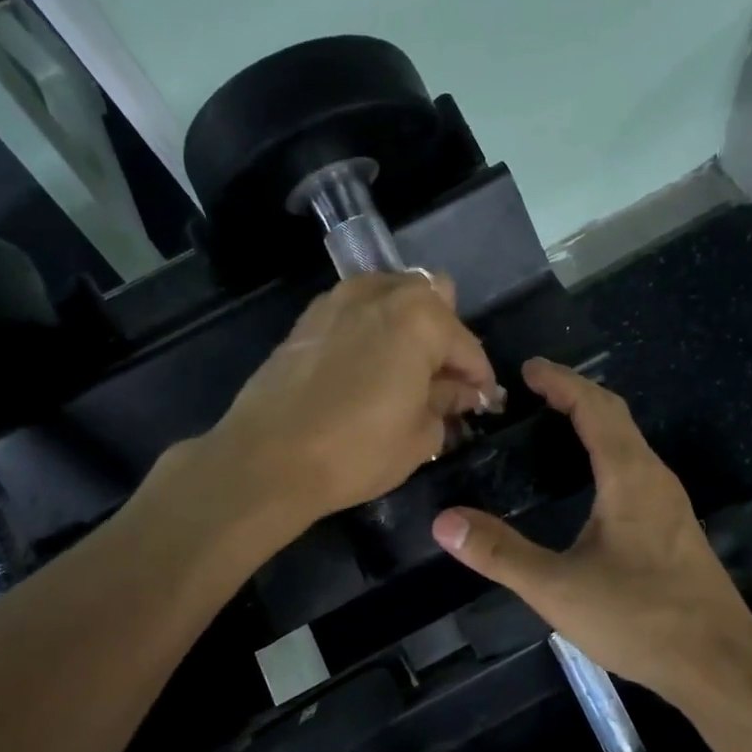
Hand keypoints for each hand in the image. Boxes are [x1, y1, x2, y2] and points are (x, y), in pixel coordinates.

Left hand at [207, 271, 499, 529]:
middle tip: (443, 382)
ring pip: (391, 296)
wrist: (268, 459)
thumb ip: (448, 403)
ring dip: (408, 326)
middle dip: (446, 337)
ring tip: (407, 372)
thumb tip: (459, 392)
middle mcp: (380, 293)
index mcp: (419, 317)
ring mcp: (338, 300)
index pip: (467, 346)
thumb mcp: (421, 435)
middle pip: (432, 299)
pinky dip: (372, 330)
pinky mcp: (308, 319)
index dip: (480, 379)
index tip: (483, 404)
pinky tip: (368, 368)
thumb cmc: (357, 450)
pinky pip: (356, 312)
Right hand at [430, 360, 751, 703]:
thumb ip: (501, 554)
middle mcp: (655, 478)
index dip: (561, 382)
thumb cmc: (640, 618)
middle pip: (616, 417)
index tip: (528, 369)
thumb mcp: (559, 589)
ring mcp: (671, 504)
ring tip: (557, 424)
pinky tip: (592, 481)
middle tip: (536, 390)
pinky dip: (608, 452)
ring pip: (631, 443)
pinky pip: (637, 469)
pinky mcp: (675, 528)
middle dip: (576, 394)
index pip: (594, 407)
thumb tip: (445, 522)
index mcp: (629, 477)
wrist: (719, 663)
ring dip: (595, 423)